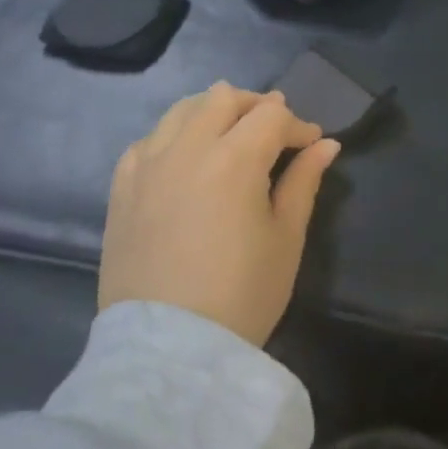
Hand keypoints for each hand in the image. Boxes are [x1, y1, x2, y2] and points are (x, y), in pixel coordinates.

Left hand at [99, 82, 340, 345]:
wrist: (168, 350)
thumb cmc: (241, 295)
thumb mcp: (286, 238)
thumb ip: (304, 182)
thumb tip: (327, 145)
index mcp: (233, 160)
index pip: (272, 117)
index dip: (298, 126)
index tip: (312, 145)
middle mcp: (186, 149)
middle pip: (223, 98)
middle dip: (256, 105)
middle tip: (275, 128)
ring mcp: (147, 166)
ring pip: (181, 109)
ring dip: (212, 110)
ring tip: (231, 132)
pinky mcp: (121, 188)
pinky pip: (148, 140)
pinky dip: (173, 135)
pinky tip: (184, 156)